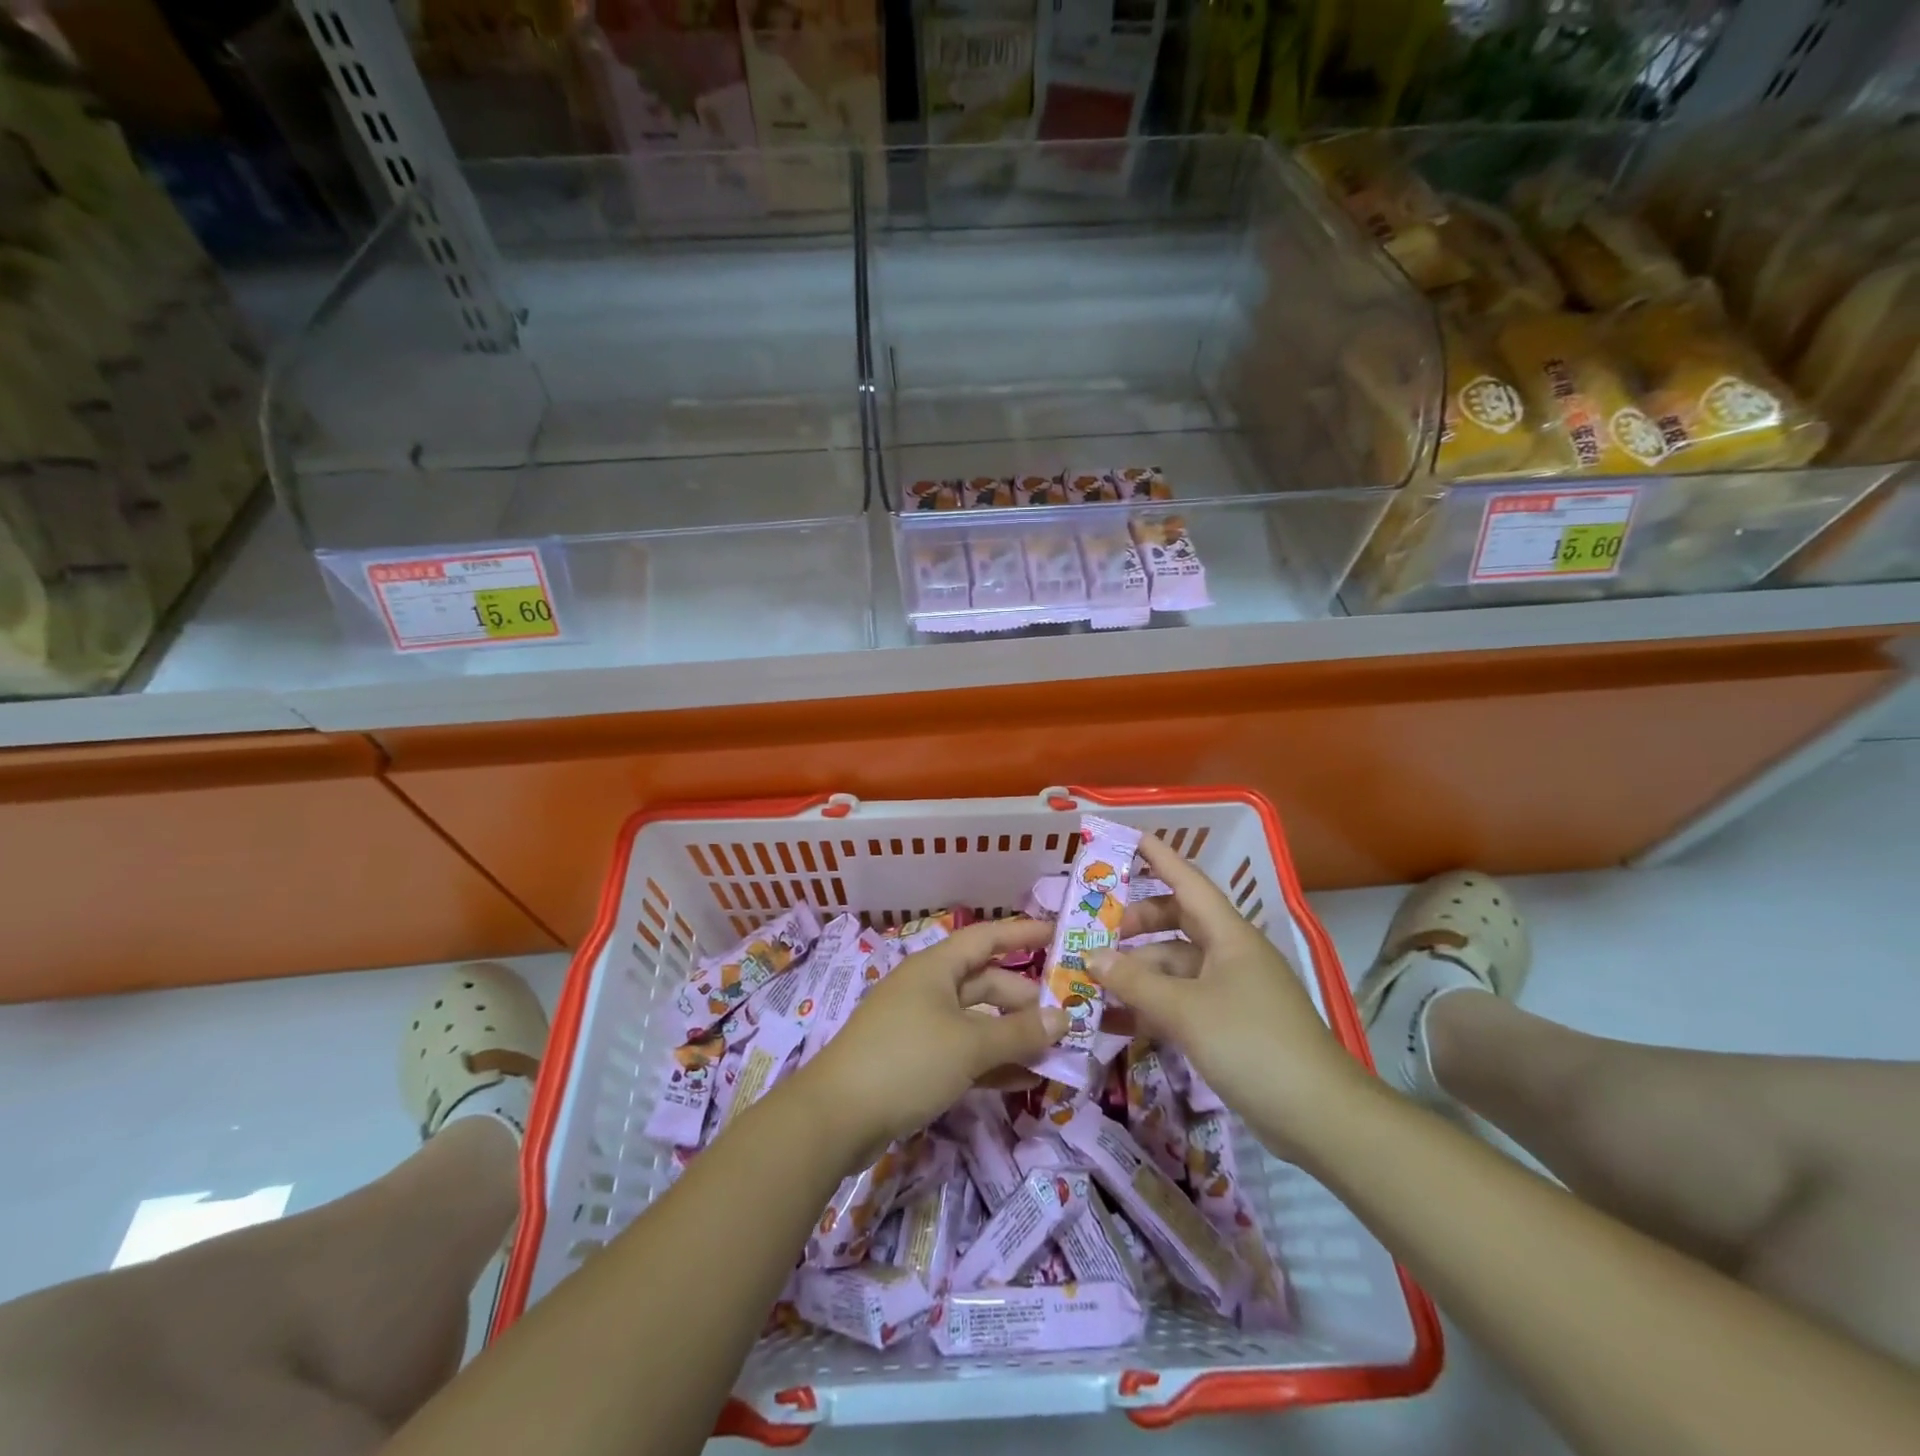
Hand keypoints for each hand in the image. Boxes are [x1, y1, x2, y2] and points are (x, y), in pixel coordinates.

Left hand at [793, 918, 1065, 1168]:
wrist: (836, 1116)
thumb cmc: (907, 1060)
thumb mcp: (970, 1045)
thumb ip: (1019, 1031)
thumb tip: (1062, 1017)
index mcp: (936, 967)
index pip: (987, 938)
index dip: (1022, 934)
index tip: (1058, 935)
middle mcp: (929, 989)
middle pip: (985, 983)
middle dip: (1024, 999)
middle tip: (1065, 1018)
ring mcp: (920, 1026)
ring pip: (976, 1021)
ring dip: (1012, 1036)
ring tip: (1054, 1054)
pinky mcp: (915, 1062)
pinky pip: (963, 1053)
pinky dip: (991, 1063)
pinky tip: (1023, 1081)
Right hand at [1091, 835, 1367, 1152]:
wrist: (1321, 1117)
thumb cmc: (1253, 1045)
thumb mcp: (1186, 1011)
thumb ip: (1135, 981)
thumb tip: (1091, 956)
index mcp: (1229, 936)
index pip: (1188, 881)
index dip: (1158, 857)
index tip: (1126, 836)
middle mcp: (1230, 955)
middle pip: (1176, 922)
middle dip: (1136, 923)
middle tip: (1095, 932)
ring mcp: (1231, 991)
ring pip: (1175, 965)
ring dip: (1138, 970)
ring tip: (1093, 980)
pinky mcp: (1229, 1026)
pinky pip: (1181, 1001)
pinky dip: (1151, 1005)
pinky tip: (1117, 1020)